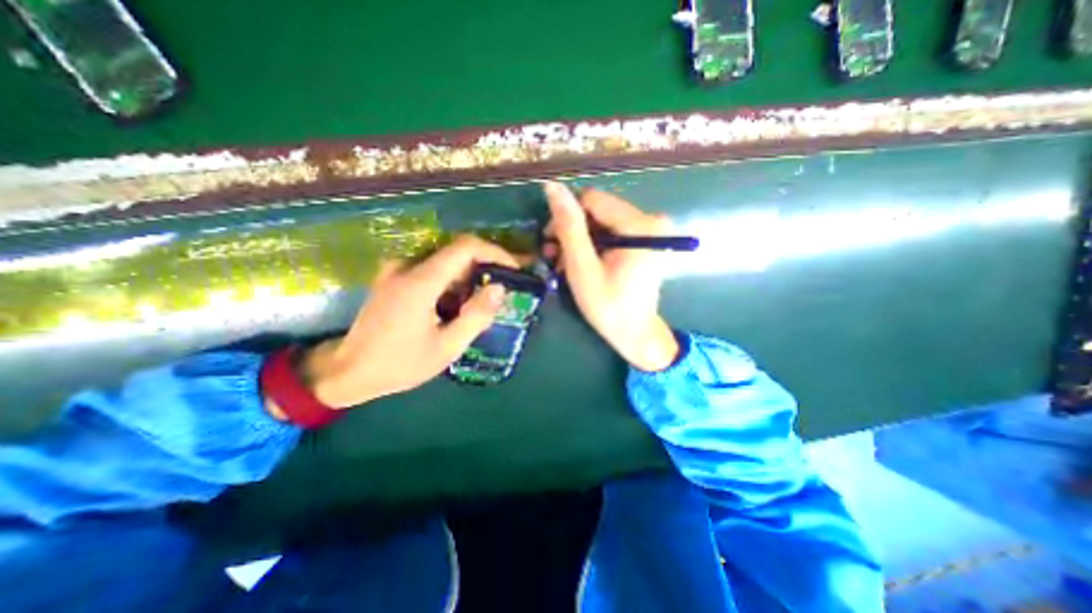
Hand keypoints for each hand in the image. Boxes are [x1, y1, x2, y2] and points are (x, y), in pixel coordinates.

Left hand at [297, 234, 520, 406]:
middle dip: (484, 269)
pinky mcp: (393, 278)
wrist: (348, 371)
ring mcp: (397, 270)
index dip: (495, 252)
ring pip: (446, 262)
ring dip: (467, 279)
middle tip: (498, 294)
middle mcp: (407, 266)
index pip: (466, 247)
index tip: (513, 269)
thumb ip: (476, 316)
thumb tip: (500, 288)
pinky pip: (432, 270)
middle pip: (457, 253)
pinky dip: (451, 284)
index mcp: (420, 281)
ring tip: (475, 308)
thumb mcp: (447, 347)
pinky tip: (452, 309)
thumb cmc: (400, 364)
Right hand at [541, 182, 679, 372]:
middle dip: (572, 230)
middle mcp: (651, 219)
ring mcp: (651, 228)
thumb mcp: (583, 268)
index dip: (566, 217)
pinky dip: (594, 244)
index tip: (551, 242)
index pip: (591, 200)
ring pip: (602, 219)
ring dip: (580, 239)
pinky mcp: (646, 238)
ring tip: (564, 263)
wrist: (635, 334)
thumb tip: (552, 186)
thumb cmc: (608, 307)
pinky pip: (612, 230)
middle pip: (598, 209)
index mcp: (639, 225)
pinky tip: (581, 261)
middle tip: (555, 257)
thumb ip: (569, 227)